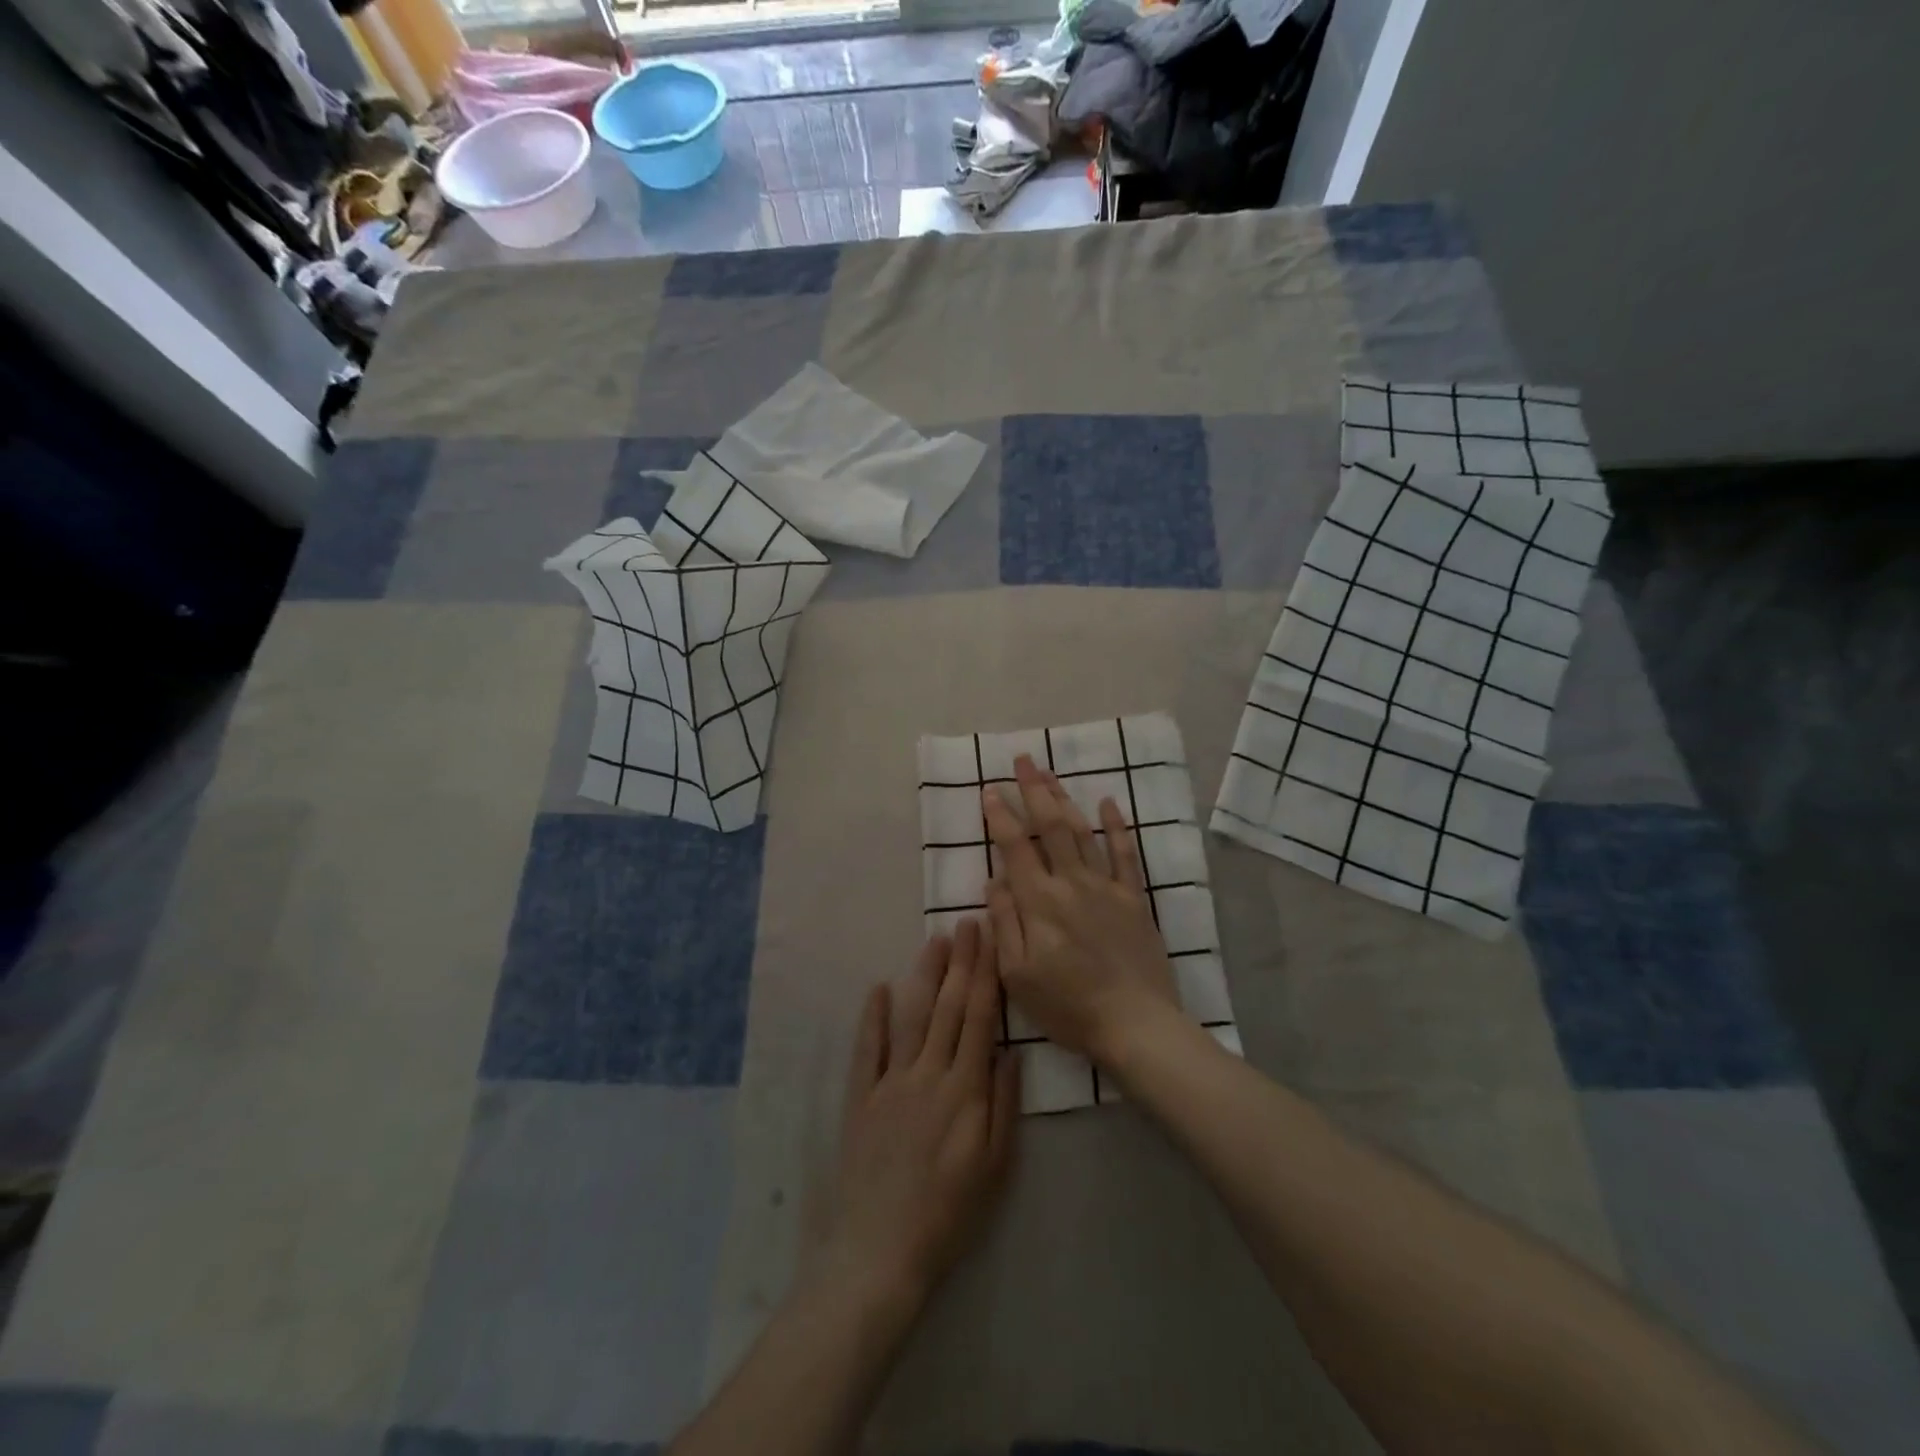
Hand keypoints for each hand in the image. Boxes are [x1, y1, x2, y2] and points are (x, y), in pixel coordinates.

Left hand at [815, 920, 1019, 1303]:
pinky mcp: (860, 1096)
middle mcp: (927, 1074)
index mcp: (964, 1090)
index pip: (979, 1019)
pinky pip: (867, 1048)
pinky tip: (879, 987)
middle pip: (948, 1007)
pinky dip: (872, 1016)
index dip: (986, 976)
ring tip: (935, 942)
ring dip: (924, 976)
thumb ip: (1004, 1105)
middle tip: (968, 924)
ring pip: (911, 1017)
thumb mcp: (995, 1167)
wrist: (881, 1251)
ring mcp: (890, 1082)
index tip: (991, 942)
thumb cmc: (949, 1213)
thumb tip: (1011, 1051)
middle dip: (961, 962)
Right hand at [983, 754, 1179, 1065]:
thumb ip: (1004, 923)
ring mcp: (1107, 887)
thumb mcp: (1017, 975)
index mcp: (1039, 902)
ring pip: (1082, 832)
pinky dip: (1117, 826)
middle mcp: (1072, 883)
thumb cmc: (1068, 1006)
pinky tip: (1109, 803)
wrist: (1135, 1023)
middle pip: (1050, 826)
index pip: (1014, 847)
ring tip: (1050, 774)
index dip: (999, 816)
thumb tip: (994, 880)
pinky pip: (1126, 854)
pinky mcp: (1134, 898)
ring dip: (1064, 799)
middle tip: (1022, 760)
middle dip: (1033, 790)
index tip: (988, 790)